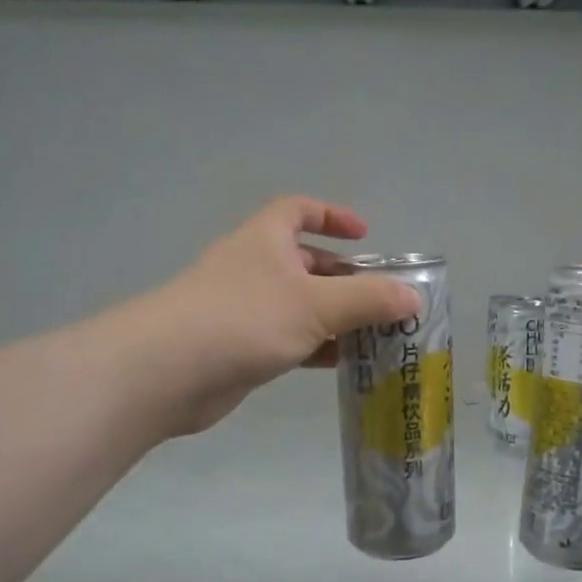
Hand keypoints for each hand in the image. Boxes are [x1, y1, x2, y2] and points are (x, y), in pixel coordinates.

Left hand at [135, 197, 417, 435]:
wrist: (168, 371)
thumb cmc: (245, 319)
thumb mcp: (316, 304)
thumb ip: (368, 300)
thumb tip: (413, 297)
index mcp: (265, 240)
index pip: (298, 210)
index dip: (331, 216)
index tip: (364, 236)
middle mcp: (253, 268)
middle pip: (305, 263)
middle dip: (344, 278)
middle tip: (381, 300)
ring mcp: (244, 309)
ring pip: (299, 305)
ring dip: (334, 317)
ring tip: (375, 336)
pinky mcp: (240, 348)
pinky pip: (288, 339)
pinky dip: (315, 347)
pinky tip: (343, 364)